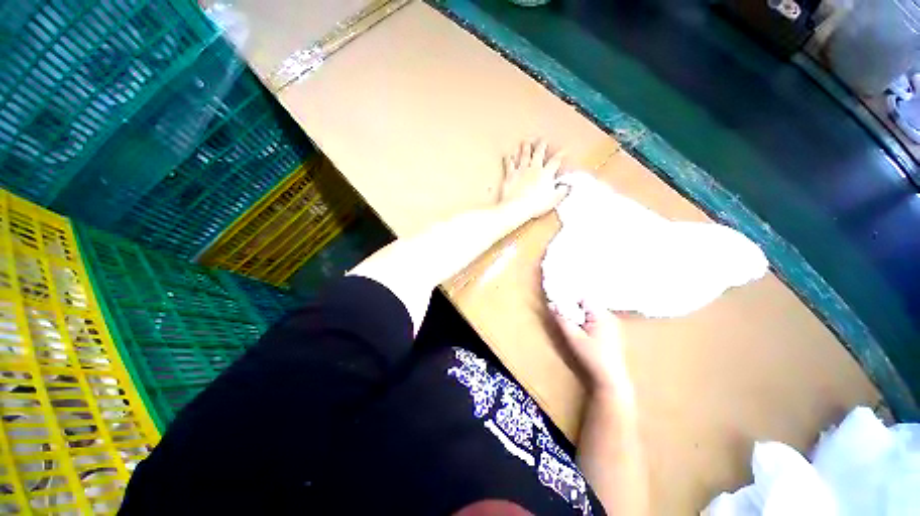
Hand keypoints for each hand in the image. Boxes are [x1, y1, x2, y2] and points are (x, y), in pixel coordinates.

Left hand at [501, 139, 566, 217]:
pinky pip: (509, 164)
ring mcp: (521, 171)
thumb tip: (566, 186)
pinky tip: (508, 155)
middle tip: (543, 140)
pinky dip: (509, 159)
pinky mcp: (510, 176)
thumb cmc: (535, 205)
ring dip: (525, 148)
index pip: (555, 161)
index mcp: (546, 174)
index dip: (560, 155)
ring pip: (524, 156)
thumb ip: (561, 191)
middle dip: (542, 145)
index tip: (563, 152)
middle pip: (539, 153)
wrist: (517, 207)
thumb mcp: (553, 200)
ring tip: (526, 142)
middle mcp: (534, 169)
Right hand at [551, 301, 629, 392]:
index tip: (558, 301)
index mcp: (602, 315)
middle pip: (587, 302)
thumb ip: (562, 319)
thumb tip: (551, 304)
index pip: (584, 297)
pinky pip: (596, 318)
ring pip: (591, 310)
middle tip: (561, 310)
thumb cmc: (592, 357)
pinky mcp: (611, 331)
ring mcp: (612, 323)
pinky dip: (586, 319)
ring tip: (569, 320)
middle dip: (573, 305)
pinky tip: (580, 328)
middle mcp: (609, 316)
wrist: (611, 378)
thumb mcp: (573, 337)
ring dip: (579, 313)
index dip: (570, 297)